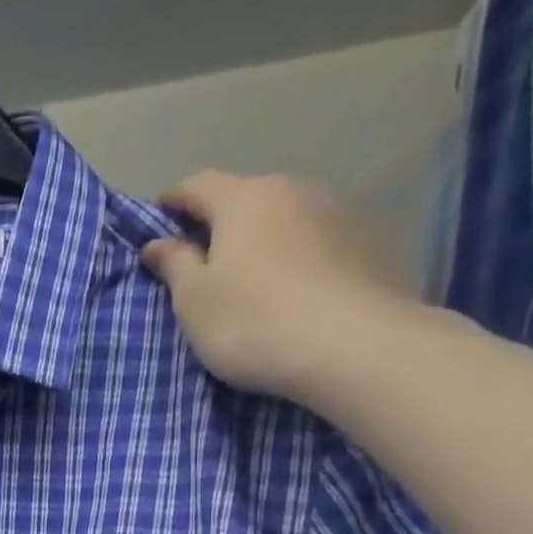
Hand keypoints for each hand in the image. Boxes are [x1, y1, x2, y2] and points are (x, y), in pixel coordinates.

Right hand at [142, 171, 425, 404]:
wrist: (356, 348)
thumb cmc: (253, 322)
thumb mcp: (194, 300)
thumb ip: (174, 265)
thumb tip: (157, 243)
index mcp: (244, 200)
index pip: (197, 185)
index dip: (173, 200)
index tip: (159, 220)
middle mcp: (295, 191)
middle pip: (247, 198)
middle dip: (222, 222)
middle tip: (204, 258)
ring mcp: (341, 214)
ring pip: (288, 219)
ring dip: (266, 240)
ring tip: (255, 280)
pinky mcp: (375, 243)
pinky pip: (322, 244)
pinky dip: (302, 259)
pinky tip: (299, 293)